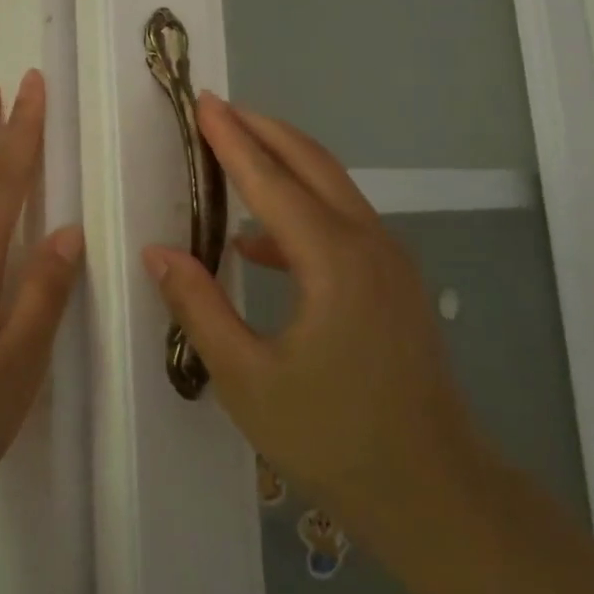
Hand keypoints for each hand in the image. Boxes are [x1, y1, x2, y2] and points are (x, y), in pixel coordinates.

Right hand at [142, 94, 488, 551]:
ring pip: (332, 187)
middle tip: (218, 109)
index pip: (271, 180)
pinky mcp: (395, 281)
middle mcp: (368, 243)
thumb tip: (159, 252)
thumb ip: (199, 307)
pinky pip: (342, 222)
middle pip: (311, 162)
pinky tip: (258, 244)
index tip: (203, 102)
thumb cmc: (332, 439)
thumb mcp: (246, 379)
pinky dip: (300, 211)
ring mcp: (390, 260)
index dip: (231, 139)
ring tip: (234, 154)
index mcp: (333, 260)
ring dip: (284, 162)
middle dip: (263, 129)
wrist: (434, 492)